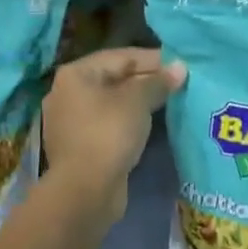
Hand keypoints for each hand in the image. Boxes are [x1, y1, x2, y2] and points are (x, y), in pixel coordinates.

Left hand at [41, 47, 184, 221]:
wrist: (85, 191)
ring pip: (111, 103)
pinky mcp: (78, 146)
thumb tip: (180, 68)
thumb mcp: (138, 101)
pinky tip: (149, 124)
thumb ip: (159, 81)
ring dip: (138, 102)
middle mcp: (67, 93)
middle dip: (146, 80)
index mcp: (75, 74)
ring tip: (168, 102)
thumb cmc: (109, 133)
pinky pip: (107, 124)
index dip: (152, 59)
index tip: (178, 64)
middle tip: (177, 83)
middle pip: (114, 78)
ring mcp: (70, 122)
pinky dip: (127, 121)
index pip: (120, 57)